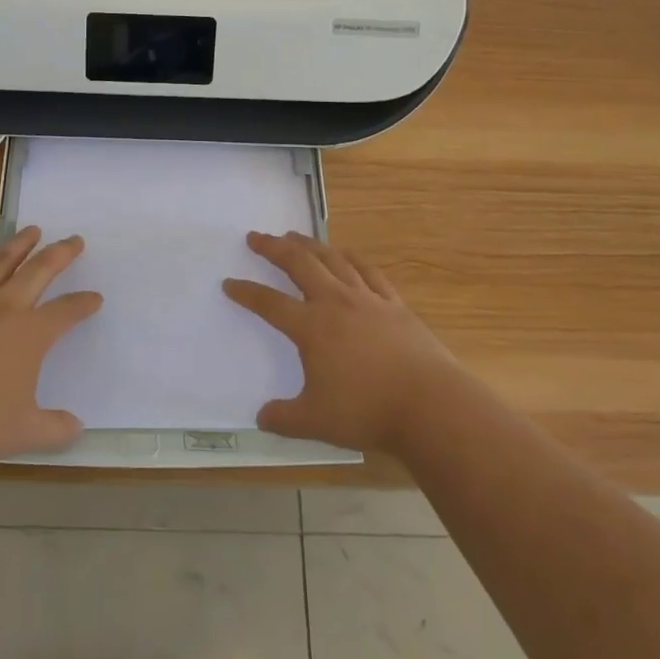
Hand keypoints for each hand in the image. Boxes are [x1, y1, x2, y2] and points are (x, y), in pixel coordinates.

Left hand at [0, 227, 101, 468]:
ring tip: (32, 230)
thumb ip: (54, 429)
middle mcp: (5, 309)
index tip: (95, 298)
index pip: (66, 311)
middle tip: (74, 239)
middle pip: (39, 272)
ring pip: (1, 263)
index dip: (83, 304)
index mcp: (31, 335)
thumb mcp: (22, 434)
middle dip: (60, 255)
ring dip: (19, 244)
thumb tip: (78, 427)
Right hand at [223, 231, 462, 454]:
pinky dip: (352, 258)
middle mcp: (335, 303)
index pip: (269, 303)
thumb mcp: (315, 422)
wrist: (430, 405)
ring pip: (333, 260)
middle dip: (274, 248)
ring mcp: (367, 299)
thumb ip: (284, 418)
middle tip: (256, 237)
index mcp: (311, 327)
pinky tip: (346, 254)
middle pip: (299, 264)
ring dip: (310, 245)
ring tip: (295, 236)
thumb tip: (261, 418)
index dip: (246, 292)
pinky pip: (369, 272)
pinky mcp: (394, 305)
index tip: (229, 283)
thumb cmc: (367, 412)